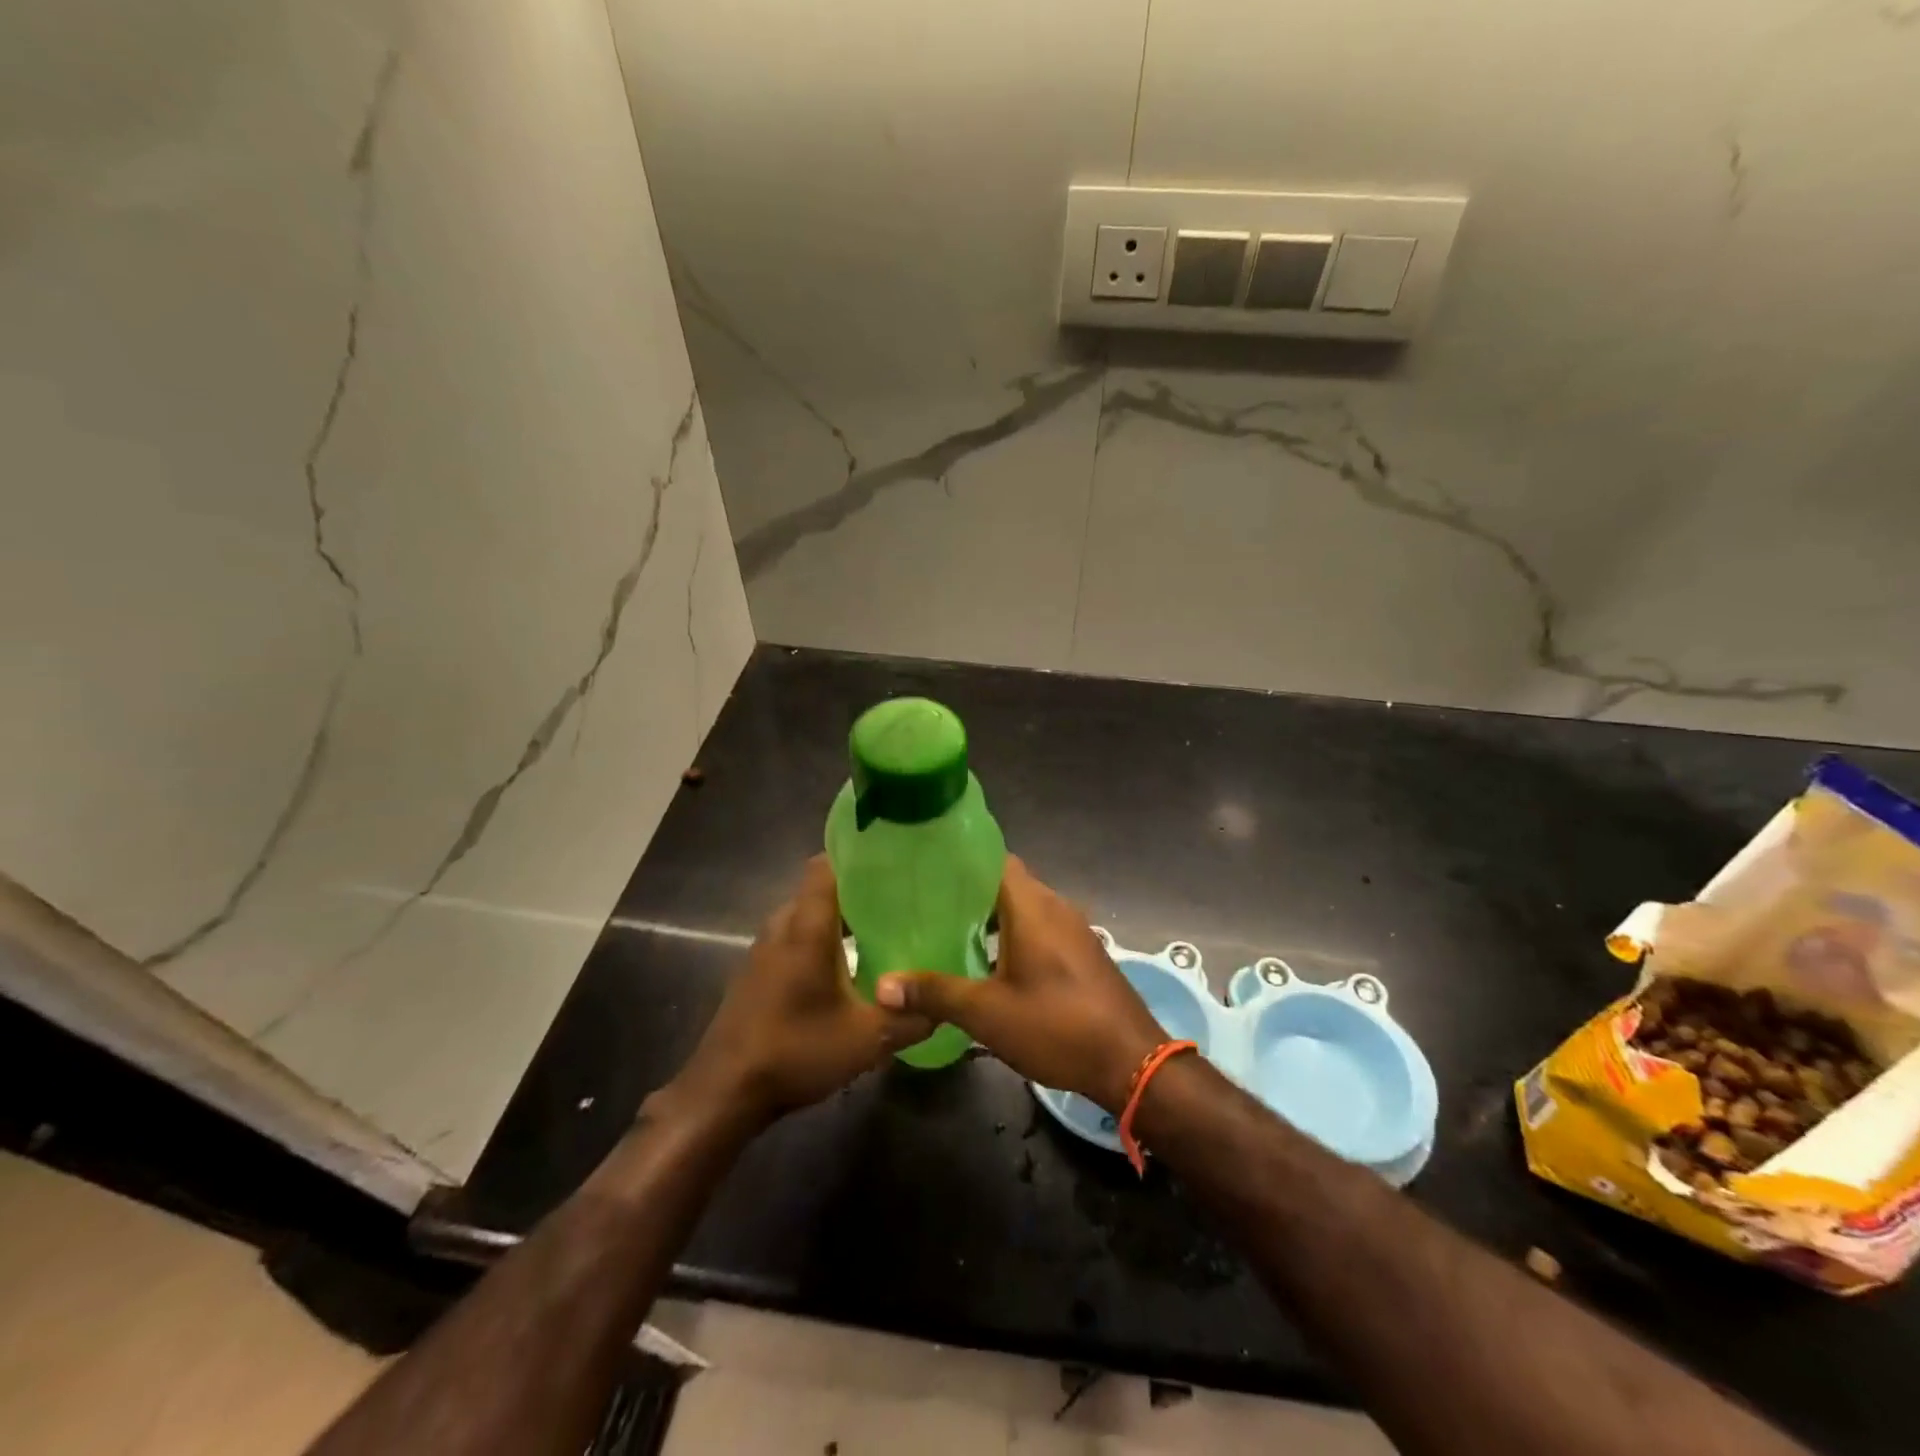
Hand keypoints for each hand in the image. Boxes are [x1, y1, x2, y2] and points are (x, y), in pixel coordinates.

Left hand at [665, 857, 931, 1129]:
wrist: (725, 1091)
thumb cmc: (795, 1051)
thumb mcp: (867, 1040)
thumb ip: (912, 1019)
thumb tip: (946, 1008)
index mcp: (807, 927)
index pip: (826, 865)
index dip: (857, 855)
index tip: (893, 859)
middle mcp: (782, 926)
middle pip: (820, 888)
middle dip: (858, 889)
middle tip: (900, 898)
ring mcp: (764, 948)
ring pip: (807, 914)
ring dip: (839, 917)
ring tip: (881, 928)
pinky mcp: (758, 970)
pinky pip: (794, 936)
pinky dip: (820, 938)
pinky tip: (846, 965)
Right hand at [875, 856, 1165, 1110]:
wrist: (1131, 1062)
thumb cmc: (1057, 1026)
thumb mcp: (987, 1013)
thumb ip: (935, 993)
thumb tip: (883, 986)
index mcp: (1032, 906)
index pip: (994, 859)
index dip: (961, 860)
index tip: (925, 867)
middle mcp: (1055, 907)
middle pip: (1007, 883)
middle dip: (969, 892)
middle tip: (926, 904)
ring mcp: (1073, 929)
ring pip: (1024, 908)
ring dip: (991, 917)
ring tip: (949, 931)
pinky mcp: (1082, 953)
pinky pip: (1041, 928)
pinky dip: (1013, 935)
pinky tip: (989, 962)